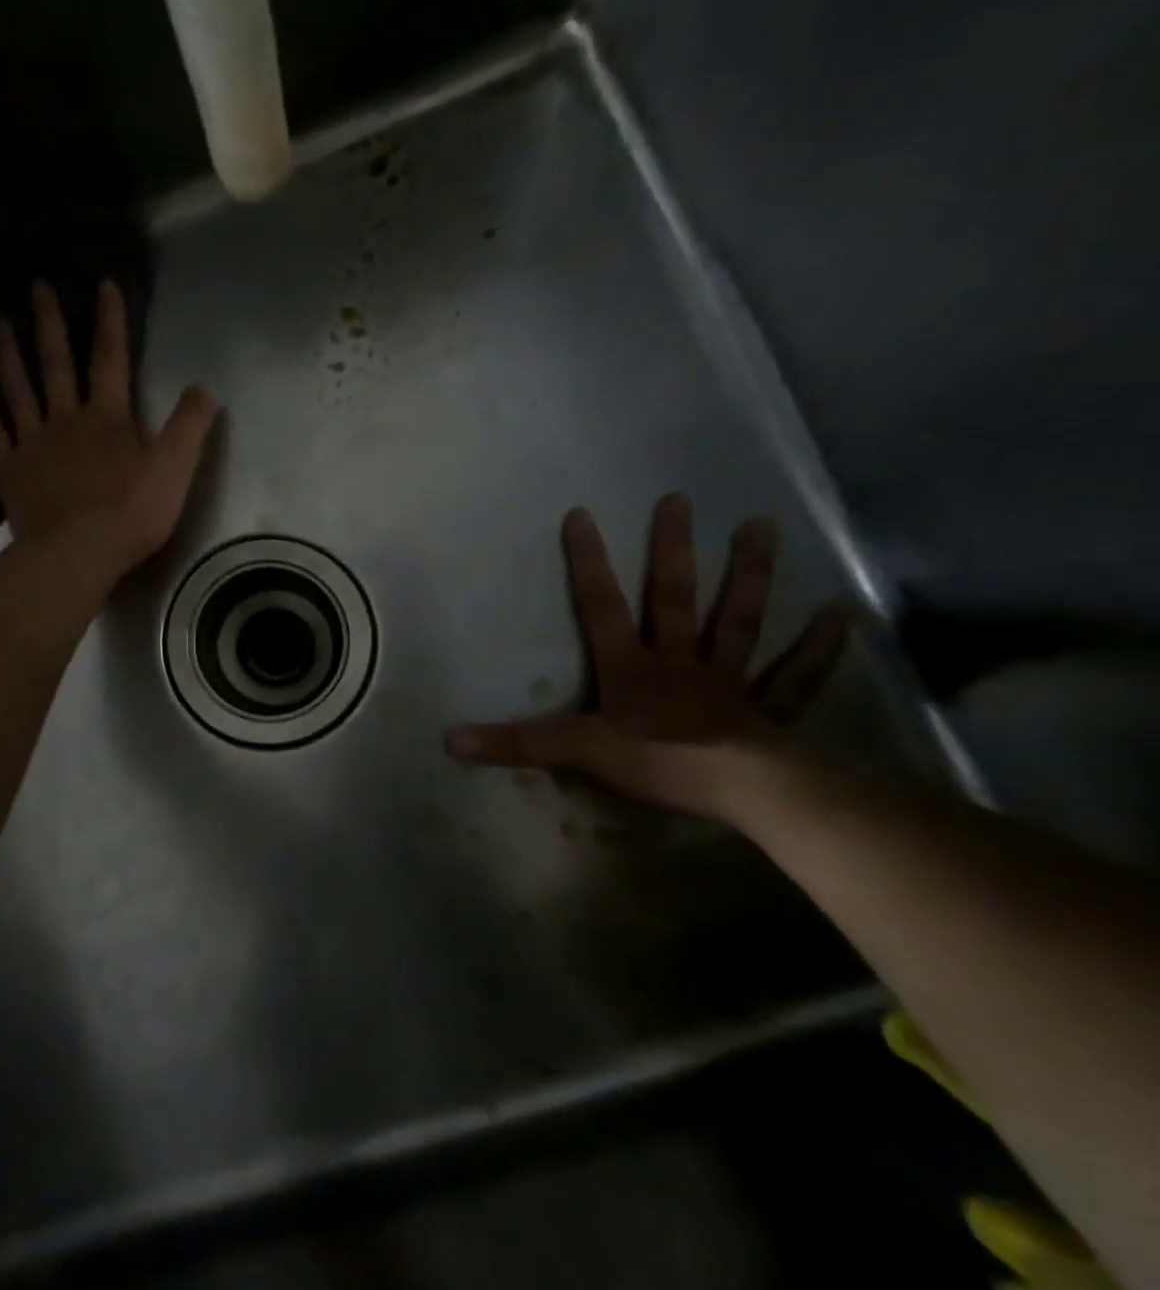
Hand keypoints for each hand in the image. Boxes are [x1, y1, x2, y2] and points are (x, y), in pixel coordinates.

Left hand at [0, 280, 218, 579]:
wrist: (77, 554)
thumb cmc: (130, 515)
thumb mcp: (175, 471)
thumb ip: (190, 428)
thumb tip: (205, 388)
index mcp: (107, 417)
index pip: (111, 358)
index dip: (110, 320)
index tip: (102, 284)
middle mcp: (65, 418)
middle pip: (55, 363)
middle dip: (48, 322)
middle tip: (35, 286)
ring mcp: (32, 442)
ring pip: (17, 387)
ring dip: (9, 352)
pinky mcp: (9, 468)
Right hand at [445, 494, 851, 818]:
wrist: (743, 790)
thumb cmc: (658, 762)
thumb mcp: (577, 751)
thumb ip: (518, 742)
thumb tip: (450, 740)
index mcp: (630, 666)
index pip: (600, 605)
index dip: (587, 561)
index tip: (582, 514)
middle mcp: (678, 661)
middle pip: (673, 597)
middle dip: (672, 549)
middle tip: (679, 499)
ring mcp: (728, 680)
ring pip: (738, 619)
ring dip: (749, 575)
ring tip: (762, 526)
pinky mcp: (769, 710)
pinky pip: (794, 675)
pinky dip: (816, 647)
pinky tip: (839, 614)